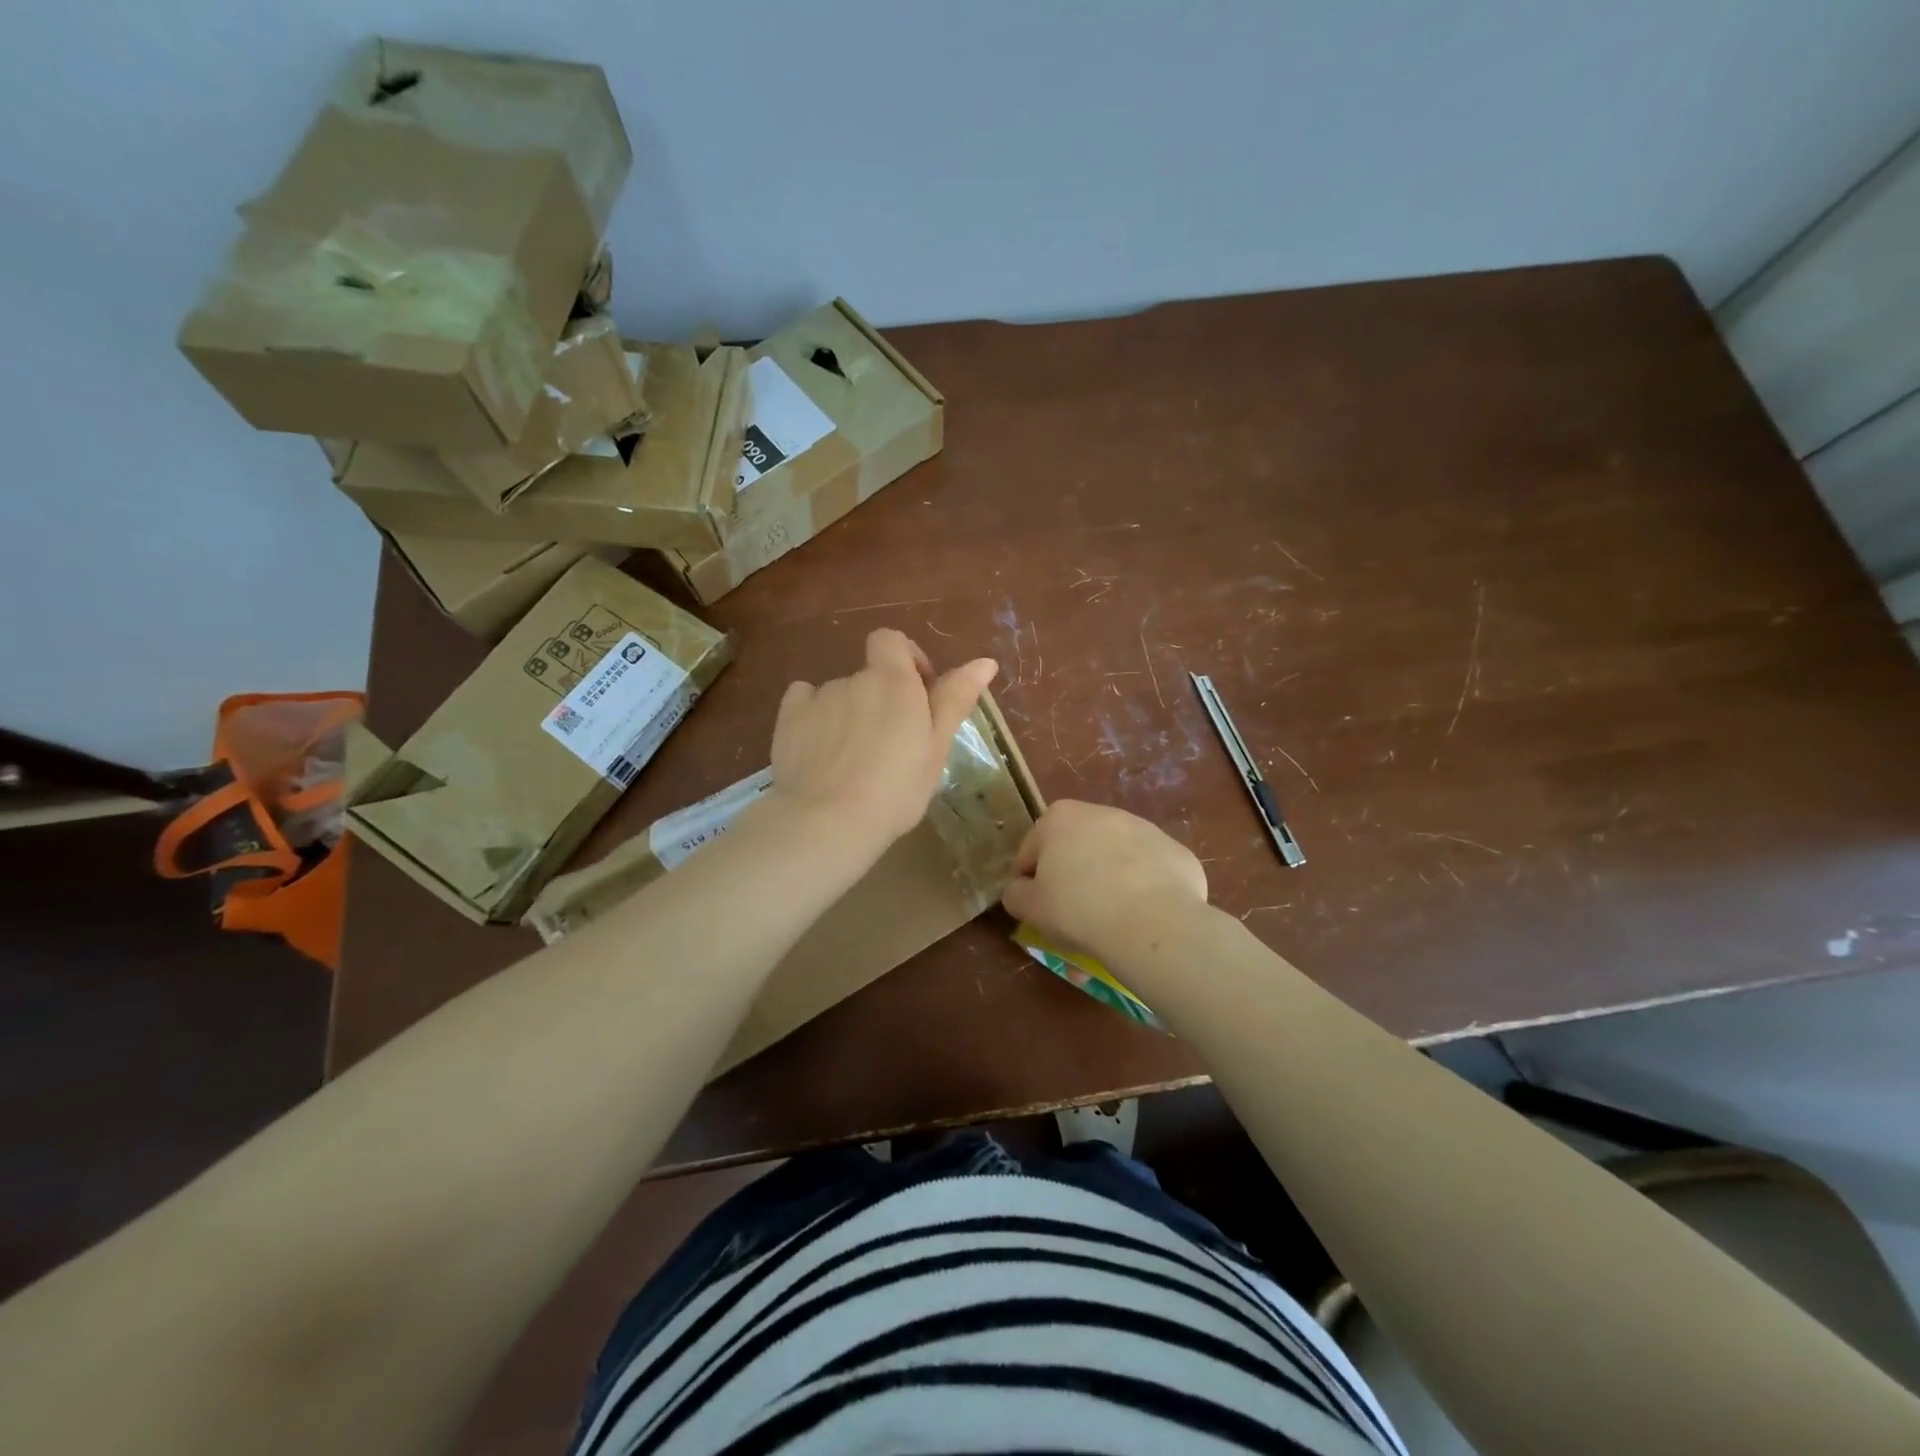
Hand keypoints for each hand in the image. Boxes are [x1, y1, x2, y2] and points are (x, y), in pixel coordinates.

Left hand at [768, 629, 997, 848]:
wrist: (826, 822)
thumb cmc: (895, 790)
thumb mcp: (936, 749)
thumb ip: (955, 699)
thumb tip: (984, 661)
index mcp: (893, 682)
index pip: (892, 641)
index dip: (905, 659)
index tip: (917, 695)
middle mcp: (854, 679)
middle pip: (869, 677)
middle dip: (880, 701)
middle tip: (890, 746)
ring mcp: (817, 697)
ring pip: (839, 696)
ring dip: (850, 715)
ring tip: (853, 761)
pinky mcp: (787, 719)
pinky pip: (803, 703)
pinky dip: (813, 717)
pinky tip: (819, 749)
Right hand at [1001, 800, 1208, 963]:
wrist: (1153, 923)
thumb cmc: (1079, 910)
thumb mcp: (1030, 908)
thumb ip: (1016, 894)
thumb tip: (1021, 889)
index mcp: (1059, 818)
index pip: (1031, 851)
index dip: (1030, 881)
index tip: (1039, 907)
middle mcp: (1102, 812)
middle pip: (1076, 847)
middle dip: (1072, 874)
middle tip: (1074, 913)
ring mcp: (1144, 828)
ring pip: (1115, 857)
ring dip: (1109, 879)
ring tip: (1111, 918)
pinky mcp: (1175, 850)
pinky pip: (1149, 871)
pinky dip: (1144, 888)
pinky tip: (1143, 916)